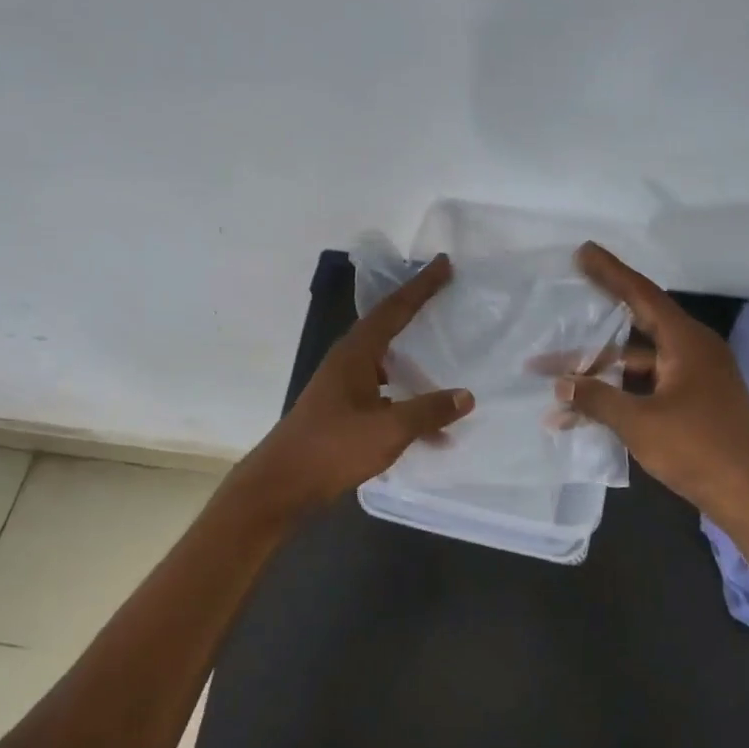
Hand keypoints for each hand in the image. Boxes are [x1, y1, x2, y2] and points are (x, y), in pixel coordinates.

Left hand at [240, 254, 474, 514]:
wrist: (282, 483)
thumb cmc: (333, 448)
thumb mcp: (388, 429)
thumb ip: (428, 411)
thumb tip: (466, 396)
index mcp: (355, 354)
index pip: (393, 309)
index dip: (420, 286)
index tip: (443, 264)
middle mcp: (347, 362)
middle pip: (387, 327)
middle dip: (416, 312)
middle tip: (445, 298)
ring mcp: (343, 387)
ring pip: (385, 362)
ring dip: (413, 359)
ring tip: (444, 358)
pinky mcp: (343, 411)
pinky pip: (383, 392)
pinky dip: (406, 399)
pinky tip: (429, 426)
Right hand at [557, 243, 748, 529]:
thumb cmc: (697, 449)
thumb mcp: (639, 422)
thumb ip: (597, 399)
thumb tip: (562, 386)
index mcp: (687, 343)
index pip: (642, 295)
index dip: (611, 272)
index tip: (584, 252)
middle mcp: (692, 352)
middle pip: (637, 326)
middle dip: (595, 324)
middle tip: (564, 303)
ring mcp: (694, 378)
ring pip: (637, 363)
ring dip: (599, 371)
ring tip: (553, 377)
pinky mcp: (692, 403)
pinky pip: (646, 386)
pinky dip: (617, 394)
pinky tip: (583, 413)